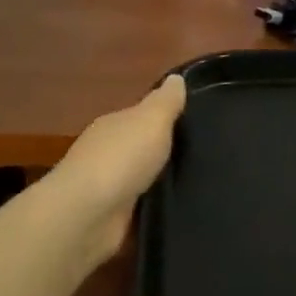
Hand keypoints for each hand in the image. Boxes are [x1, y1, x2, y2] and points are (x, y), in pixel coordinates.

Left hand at [50, 75, 186, 257]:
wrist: (87, 215)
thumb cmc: (121, 159)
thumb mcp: (151, 120)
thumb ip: (166, 101)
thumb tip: (177, 77)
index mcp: (114, 126)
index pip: (142, 116)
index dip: (168, 117)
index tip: (199, 122)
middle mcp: (107, 153)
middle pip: (142, 147)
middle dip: (167, 150)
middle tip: (208, 153)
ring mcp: (108, 187)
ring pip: (144, 178)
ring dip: (163, 180)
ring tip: (201, 182)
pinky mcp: (113, 219)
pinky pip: (143, 207)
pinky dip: (157, 206)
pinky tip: (181, 207)